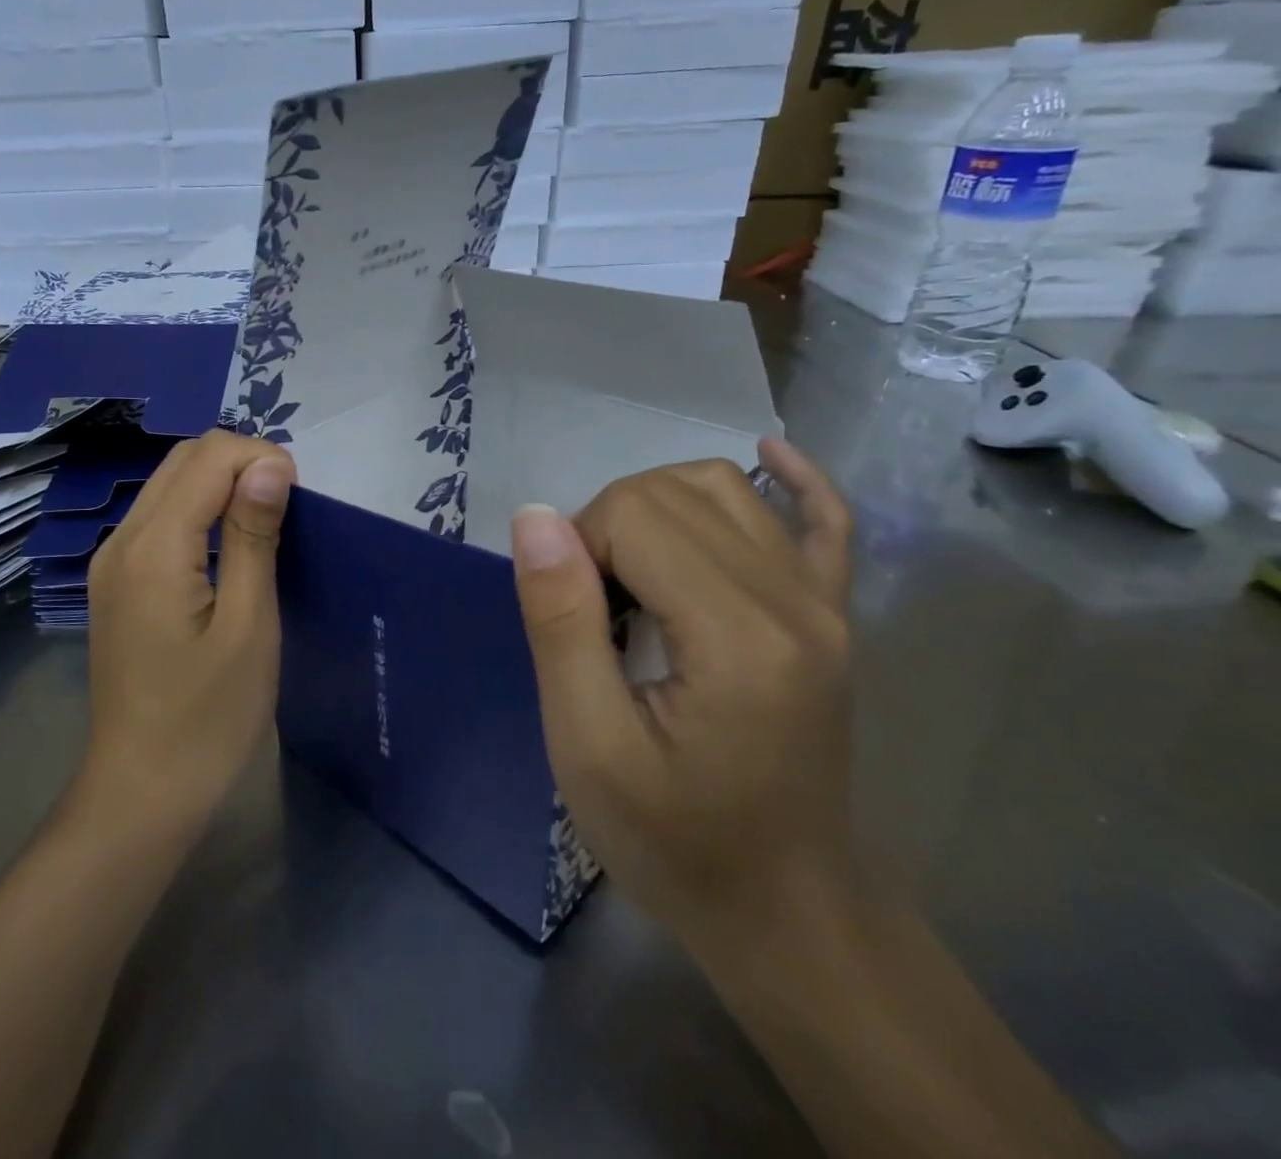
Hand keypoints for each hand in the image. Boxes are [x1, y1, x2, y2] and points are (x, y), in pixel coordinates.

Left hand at [83, 431, 296, 829]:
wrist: (141, 792)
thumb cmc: (209, 718)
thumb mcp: (249, 625)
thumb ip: (254, 535)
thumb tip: (270, 464)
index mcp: (153, 547)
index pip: (208, 457)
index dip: (260, 458)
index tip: (299, 497)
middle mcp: (121, 540)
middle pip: (182, 459)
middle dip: (240, 462)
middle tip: (286, 506)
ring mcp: (111, 560)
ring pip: (168, 483)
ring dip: (220, 482)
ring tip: (264, 521)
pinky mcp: (115, 581)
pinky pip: (158, 517)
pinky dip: (199, 508)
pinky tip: (228, 543)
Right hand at [509, 440, 855, 947]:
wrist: (786, 913)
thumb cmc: (674, 841)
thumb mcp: (587, 746)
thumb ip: (561, 623)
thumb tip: (535, 516)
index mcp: (737, 636)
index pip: (636, 513)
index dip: (578, 549)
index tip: (571, 618)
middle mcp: (795, 601)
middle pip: (674, 492)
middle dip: (607, 529)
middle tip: (591, 610)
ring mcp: (825, 605)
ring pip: (726, 488)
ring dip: (656, 506)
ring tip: (631, 572)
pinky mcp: (834, 616)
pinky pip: (824, 520)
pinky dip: (793, 478)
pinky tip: (766, 456)